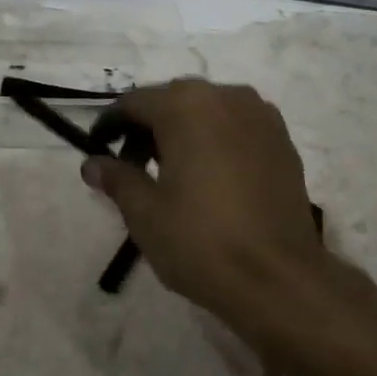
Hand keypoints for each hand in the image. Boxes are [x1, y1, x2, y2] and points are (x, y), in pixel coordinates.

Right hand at [83, 81, 376, 357]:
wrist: (278, 278)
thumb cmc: (200, 240)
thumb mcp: (144, 212)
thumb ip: (116, 178)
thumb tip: (92, 164)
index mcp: (187, 105)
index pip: (135, 103)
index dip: (111, 125)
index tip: (97, 149)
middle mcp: (226, 96)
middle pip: (174, 102)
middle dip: (149, 128)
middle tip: (131, 167)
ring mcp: (261, 116)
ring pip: (209, 112)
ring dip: (184, 132)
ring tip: (171, 174)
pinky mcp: (283, 141)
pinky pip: (237, 128)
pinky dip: (216, 142)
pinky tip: (210, 178)